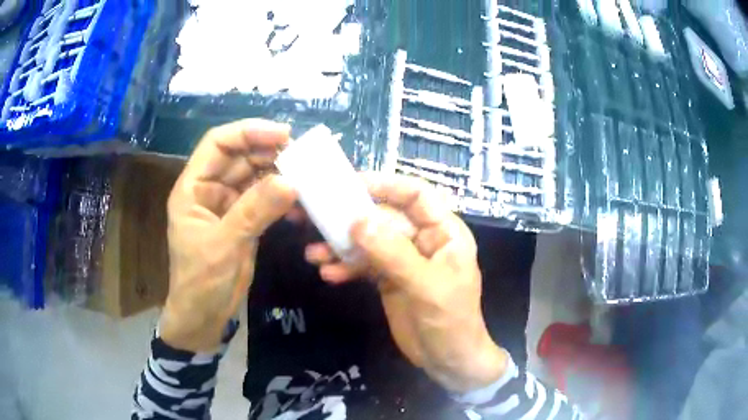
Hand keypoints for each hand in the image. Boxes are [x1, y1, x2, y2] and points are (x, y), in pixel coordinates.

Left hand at [162, 119, 296, 352]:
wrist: (204, 317)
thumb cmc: (201, 282)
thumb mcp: (224, 245)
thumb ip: (254, 212)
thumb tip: (290, 182)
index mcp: (193, 187)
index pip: (217, 143)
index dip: (247, 132)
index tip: (282, 134)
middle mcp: (209, 189)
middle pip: (239, 156)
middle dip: (268, 151)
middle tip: (302, 155)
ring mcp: (228, 205)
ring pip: (254, 176)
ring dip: (278, 172)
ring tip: (306, 173)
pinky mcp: (244, 220)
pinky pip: (263, 198)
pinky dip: (280, 196)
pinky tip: (298, 199)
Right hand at [306, 174, 506, 392]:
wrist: (447, 361)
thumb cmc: (451, 321)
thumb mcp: (426, 286)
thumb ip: (393, 254)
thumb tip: (357, 221)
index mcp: (443, 232)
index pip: (416, 195)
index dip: (386, 184)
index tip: (350, 184)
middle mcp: (422, 240)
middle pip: (384, 217)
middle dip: (350, 219)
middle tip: (314, 216)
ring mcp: (403, 260)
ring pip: (369, 242)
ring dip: (341, 247)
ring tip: (314, 254)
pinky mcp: (388, 279)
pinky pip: (364, 265)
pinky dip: (346, 268)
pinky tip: (328, 275)